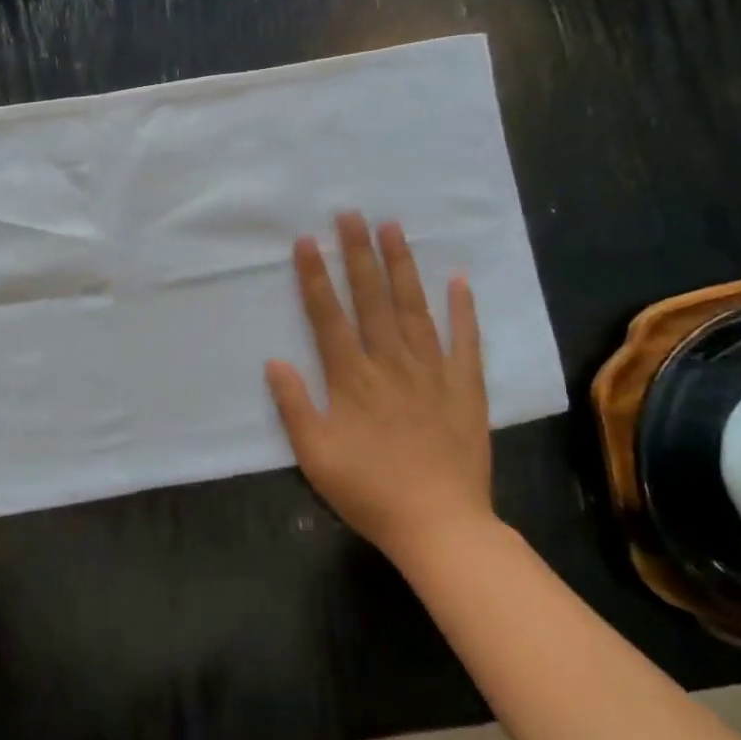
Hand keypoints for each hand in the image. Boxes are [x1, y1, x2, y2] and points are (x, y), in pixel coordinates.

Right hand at [265, 213, 496, 572]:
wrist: (440, 524)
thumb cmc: (369, 491)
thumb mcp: (315, 456)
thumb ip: (294, 406)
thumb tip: (275, 361)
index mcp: (352, 378)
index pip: (329, 317)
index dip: (315, 277)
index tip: (306, 241)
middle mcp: (391, 363)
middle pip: (372, 299)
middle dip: (358, 254)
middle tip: (351, 214)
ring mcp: (432, 371)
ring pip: (414, 308)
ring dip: (402, 266)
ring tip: (393, 228)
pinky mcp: (465, 387)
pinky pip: (465, 340)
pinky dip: (463, 309)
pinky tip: (458, 279)